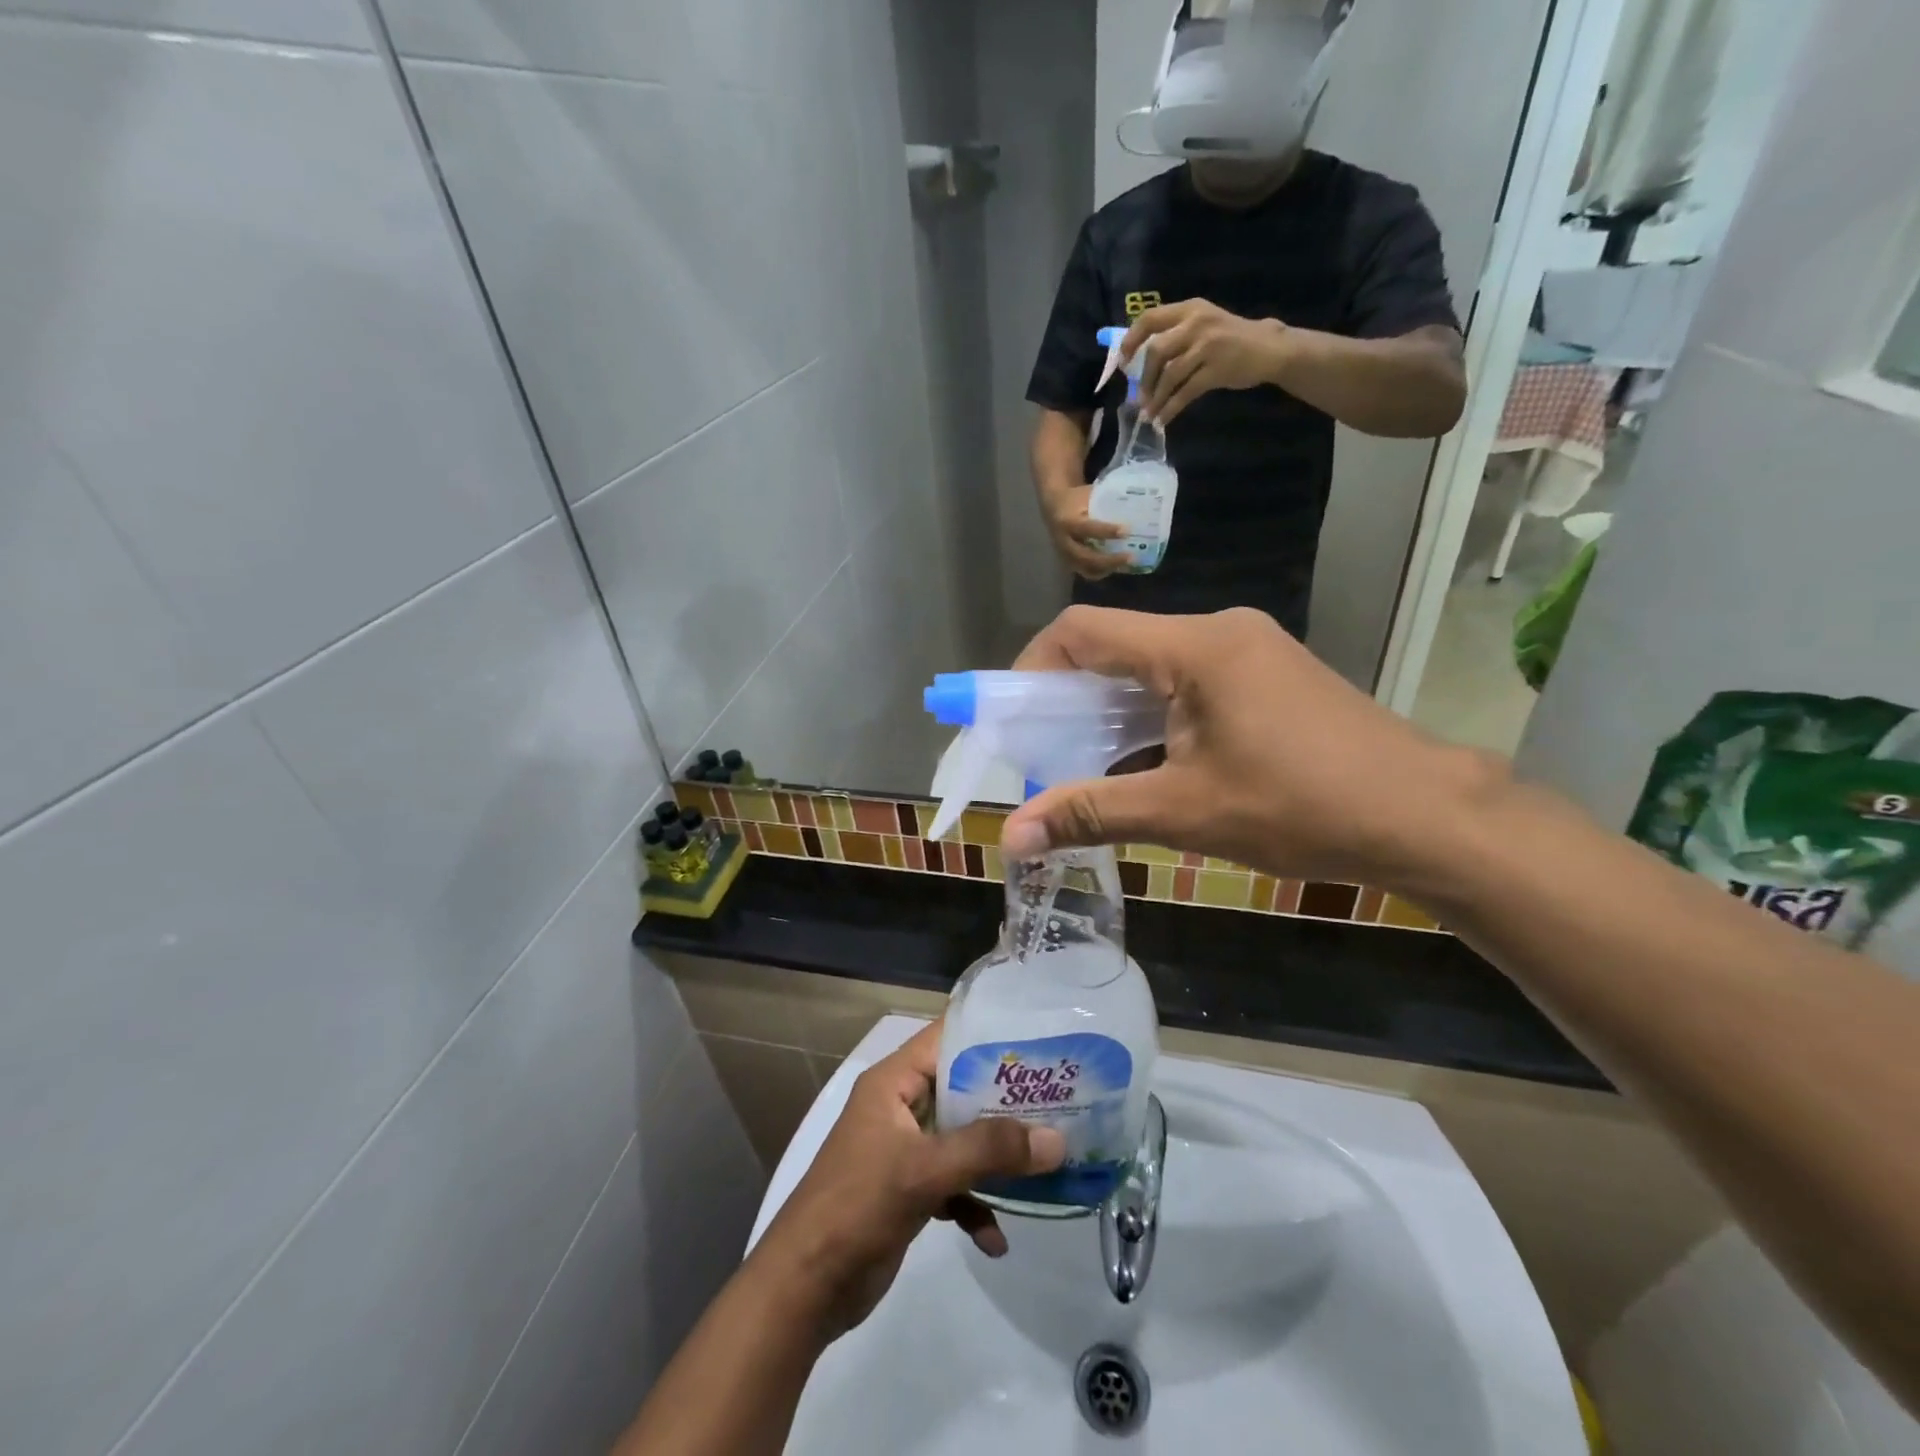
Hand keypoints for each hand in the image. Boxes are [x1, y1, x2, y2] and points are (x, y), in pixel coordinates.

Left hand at [749, 1023, 1066, 1336]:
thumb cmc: (857, 1206)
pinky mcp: (908, 1191)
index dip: (988, 1035)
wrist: (804, 1289)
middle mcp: (900, 1107)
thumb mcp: (923, 1171)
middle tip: (1059, 1102)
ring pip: (961, 1139)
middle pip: (961, 1090)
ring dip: (996, 1157)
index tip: (1040, 1041)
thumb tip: (1057, 1140)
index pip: (945, 1038)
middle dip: (1005, 1101)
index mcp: (893, 1082)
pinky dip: (975, 1203)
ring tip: (1044, 1166)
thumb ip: (988, 1151)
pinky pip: (953, 1184)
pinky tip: (996, 1239)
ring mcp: (904, 1150)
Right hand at [998, 606, 1501, 890]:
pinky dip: (1148, 717)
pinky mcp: (1265, 676)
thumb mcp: (1185, 812)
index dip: (1033, 669)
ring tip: (1084, 766)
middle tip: (1042, 754)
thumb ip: (1092, 813)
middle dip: (1067, 699)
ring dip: (1108, 712)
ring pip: (1149, 669)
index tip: (1012, 720)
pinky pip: (1185, 683)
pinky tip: (1144, 763)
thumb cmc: (1304, 808)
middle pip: (1115, 648)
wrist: (1427, 817)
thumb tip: (1012, 838)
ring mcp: (1247, 651)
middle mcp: (1218, 631)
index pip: (1084, 631)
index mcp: (1196, 647)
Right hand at [1041, 483, 1127, 579]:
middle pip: (1086, 557)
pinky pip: (1086, 572)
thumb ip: (1106, 502)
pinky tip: (1116, 567)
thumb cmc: (1075, 499)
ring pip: (1086, 568)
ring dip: (1108, 568)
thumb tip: (1136, 504)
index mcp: (1068, 521)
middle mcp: (1064, 542)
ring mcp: (1065, 555)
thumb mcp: (1087, 495)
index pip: (1087, 529)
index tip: (1127, 531)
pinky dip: (1102, 572)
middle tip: (1131, 557)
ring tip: (1127, 564)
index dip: (1106, 531)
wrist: (1053, 508)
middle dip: (1109, 560)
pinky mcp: (1068, 563)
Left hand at [1123, 299, 1288, 425]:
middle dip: (1144, 379)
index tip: (1123, 361)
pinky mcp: (1216, 369)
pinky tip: (1163, 420)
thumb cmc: (1231, 338)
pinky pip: (1185, 393)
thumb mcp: (1203, 324)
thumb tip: (1139, 360)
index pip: (1150, 318)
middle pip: (1156, 351)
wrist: (1269, 348)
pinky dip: (1170, 409)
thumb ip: (1176, 334)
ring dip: (1155, 398)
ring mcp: (1208, 346)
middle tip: (1140, 398)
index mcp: (1189, 309)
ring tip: (1149, 414)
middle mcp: (1197, 323)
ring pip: (1169, 375)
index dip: (1131, 340)